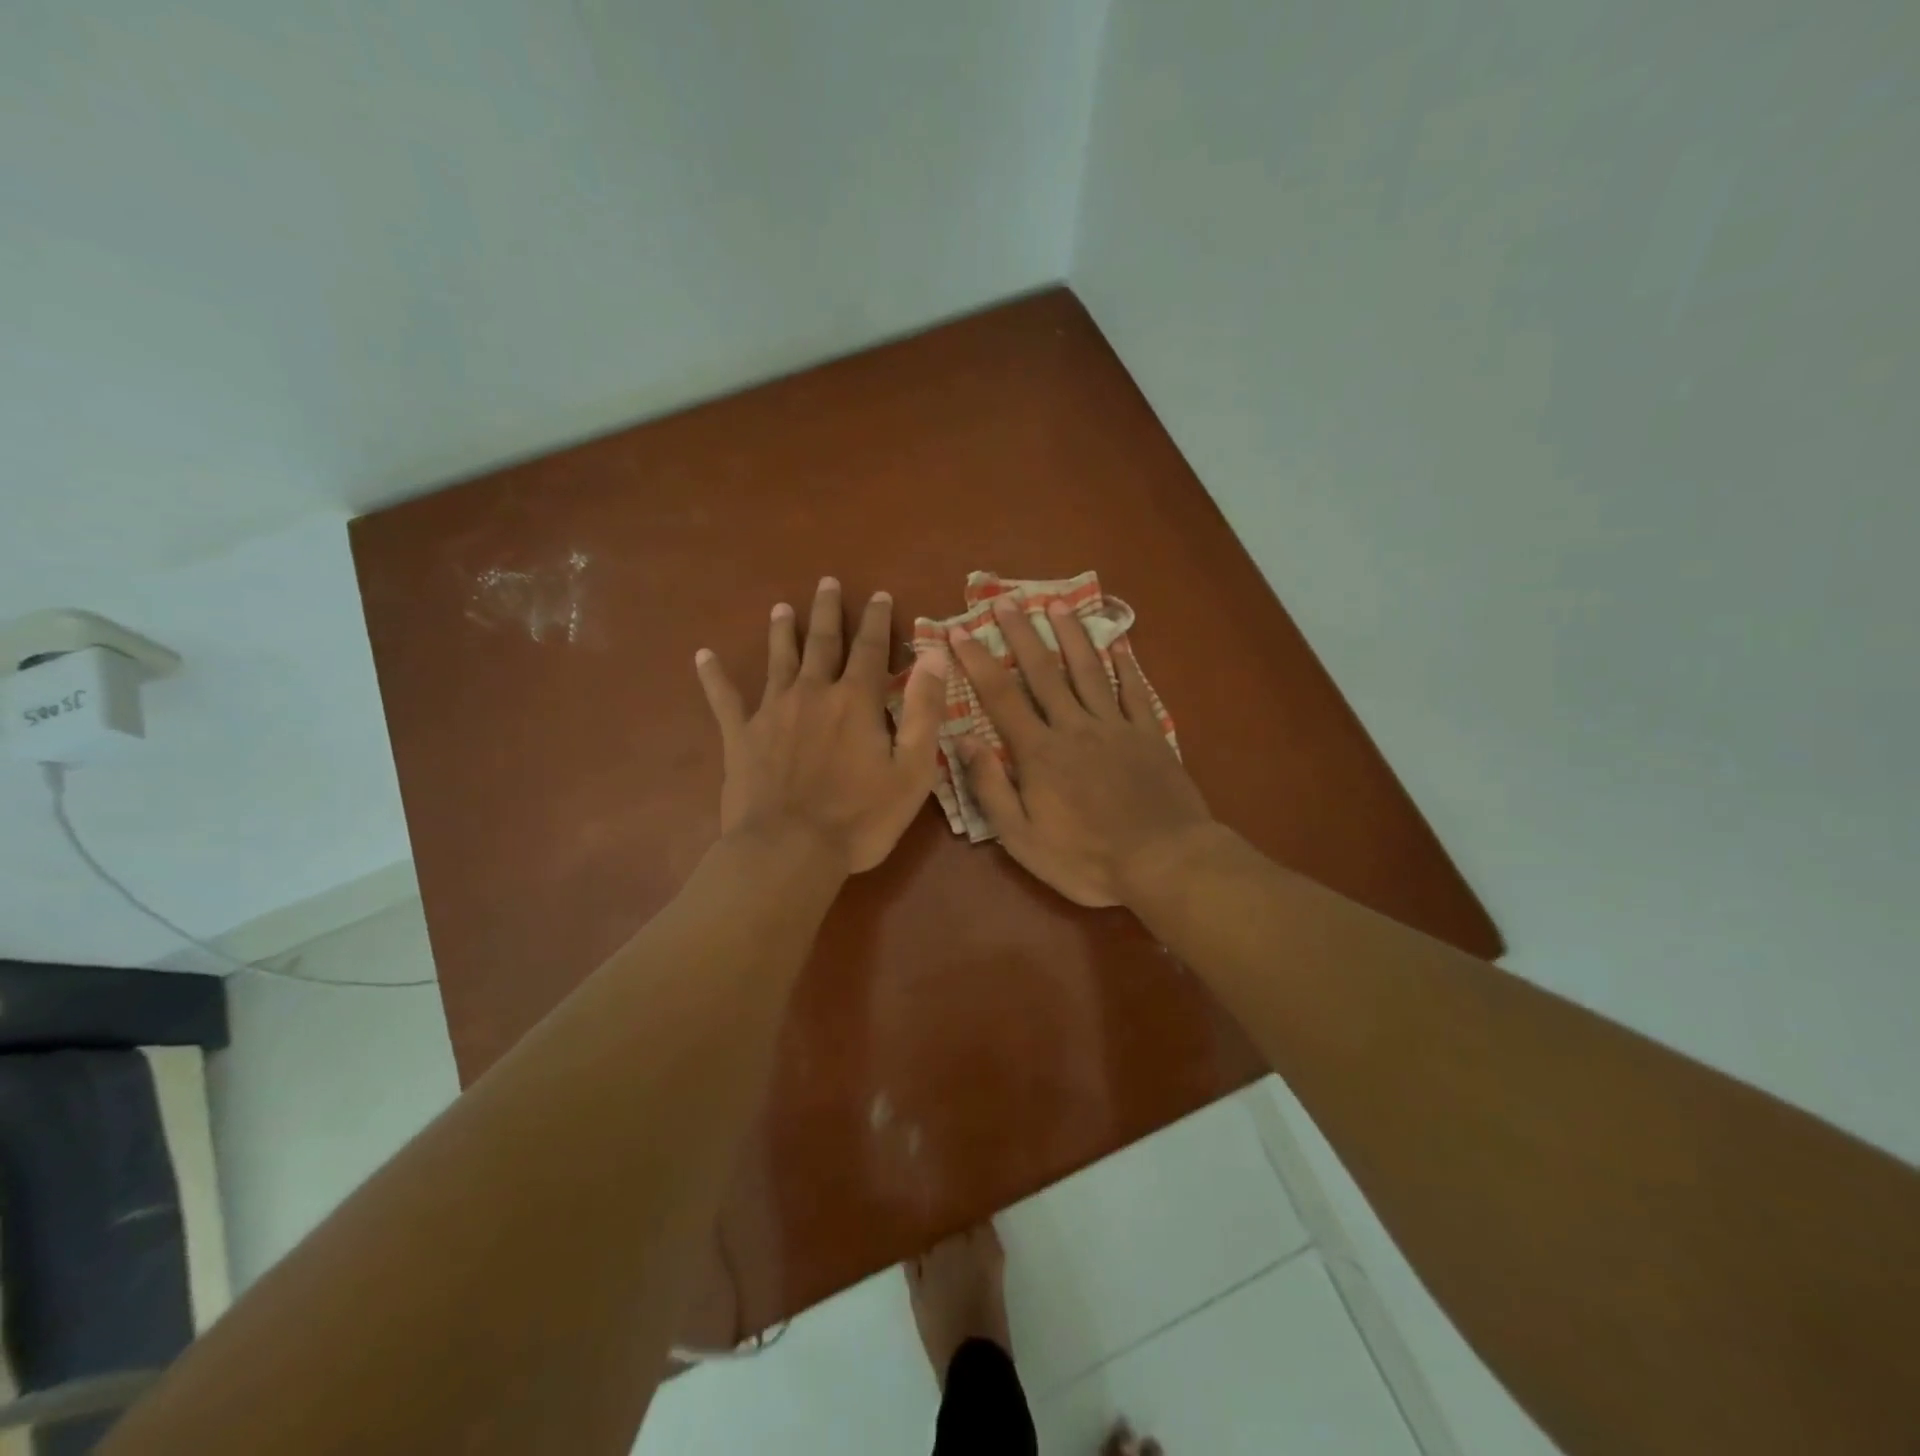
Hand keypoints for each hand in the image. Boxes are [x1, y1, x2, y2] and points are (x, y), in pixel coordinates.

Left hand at [696, 577, 948, 874]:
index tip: (879, 594)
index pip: (870, 648)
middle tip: (826, 582)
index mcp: (855, 701)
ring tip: (781, 608)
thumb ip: (924, 710)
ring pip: (778, 660)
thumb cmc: (859, 818)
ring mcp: (772, 712)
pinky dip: (713, 677)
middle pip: (822, 642)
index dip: (877, 619)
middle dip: (827, 610)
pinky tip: (702, 656)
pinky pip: (724, 699)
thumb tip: (934, 656)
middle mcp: (812, 693)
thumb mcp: (912, 770)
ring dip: (782, 632)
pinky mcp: (740, 736)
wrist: (789, 851)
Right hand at [947, 597, 1214, 906]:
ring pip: (1088, 671)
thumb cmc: (1087, 858)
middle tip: (1004, 599)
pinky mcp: (1150, 734)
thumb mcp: (1022, 838)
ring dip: (1070, 635)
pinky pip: (1134, 690)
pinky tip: (1118, 641)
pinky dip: (1125, 664)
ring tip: (1056, 604)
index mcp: (1039, 753)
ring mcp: (1115, 727)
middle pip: (1043, 672)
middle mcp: (1074, 727)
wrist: (1164, 862)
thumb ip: (991, 788)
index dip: (977, 662)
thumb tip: (964, 740)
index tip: (958, 633)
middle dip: (1021, 634)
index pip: (1000, 697)